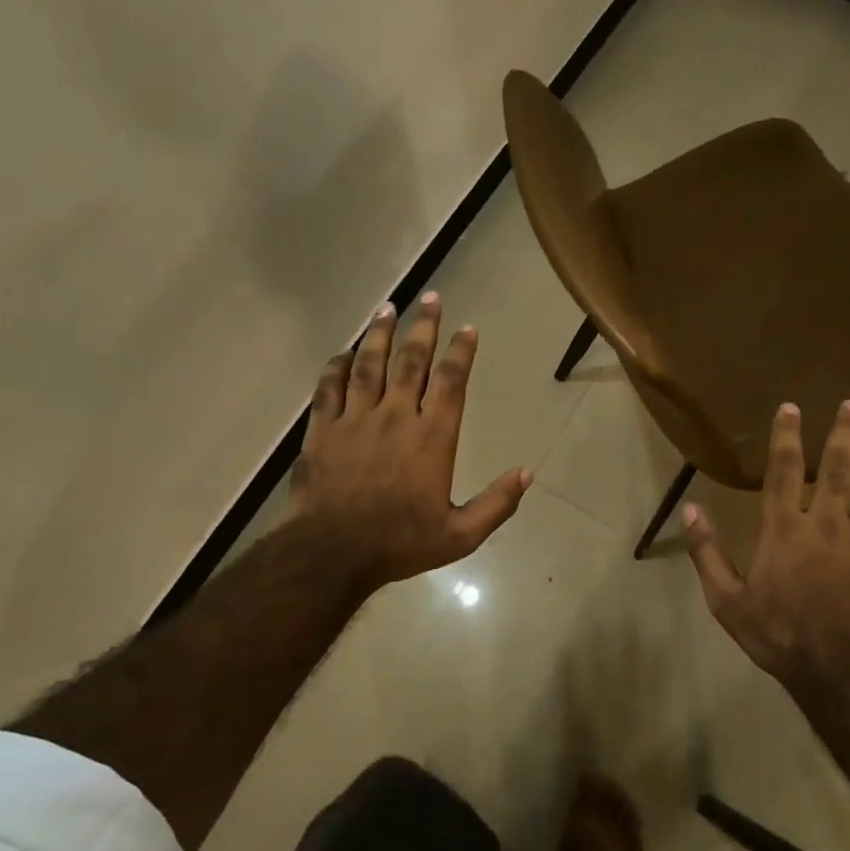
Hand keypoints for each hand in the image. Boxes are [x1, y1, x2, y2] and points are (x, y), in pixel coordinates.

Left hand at [288, 292, 529, 591]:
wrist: (332, 553)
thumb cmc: (400, 543)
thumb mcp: (461, 535)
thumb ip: (497, 503)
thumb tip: (527, 472)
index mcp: (432, 437)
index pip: (451, 382)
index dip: (461, 351)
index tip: (467, 328)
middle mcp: (396, 416)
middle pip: (411, 360)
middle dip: (424, 327)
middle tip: (430, 297)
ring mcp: (356, 419)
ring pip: (369, 364)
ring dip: (380, 334)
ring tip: (388, 308)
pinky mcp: (323, 429)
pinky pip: (329, 387)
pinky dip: (336, 366)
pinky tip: (343, 352)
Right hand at [682, 400, 849, 688]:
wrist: (840, 670)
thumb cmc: (777, 632)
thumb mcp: (726, 599)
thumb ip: (707, 552)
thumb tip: (690, 509)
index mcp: (784, 529)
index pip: (784, 470)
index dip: (787, 436)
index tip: (792, 407)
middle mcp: (826, 525)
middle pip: (838, 469)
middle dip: (844, 434)